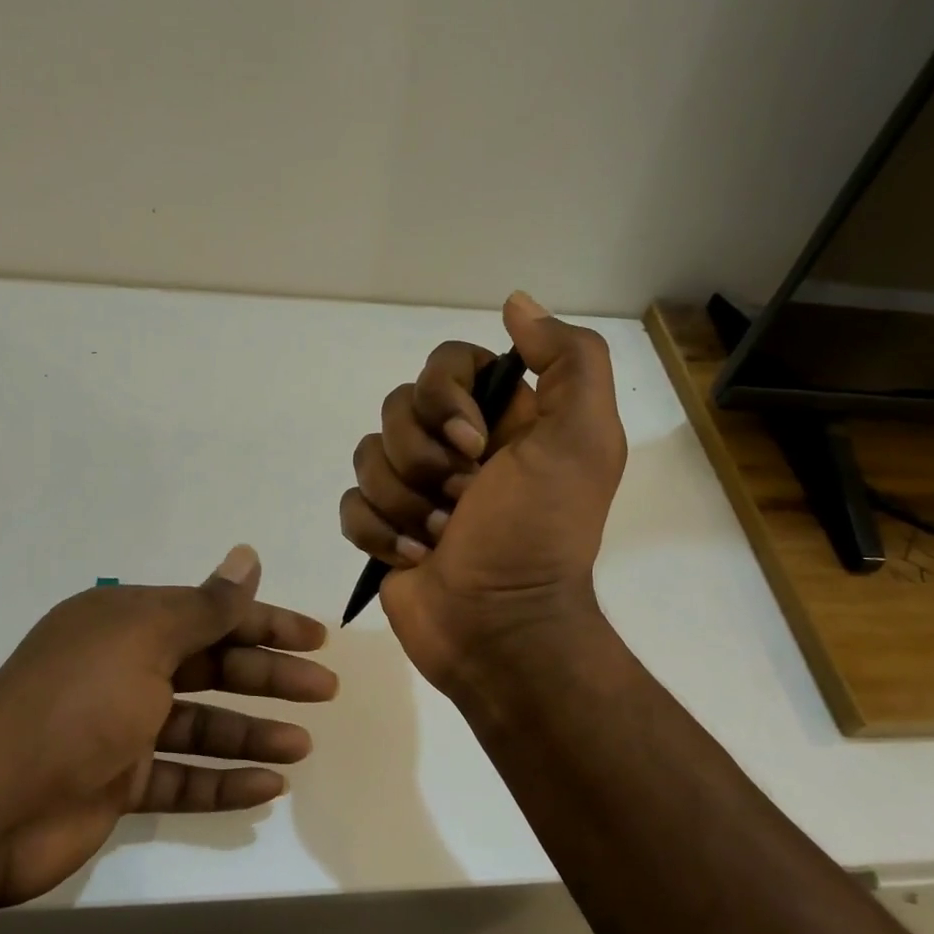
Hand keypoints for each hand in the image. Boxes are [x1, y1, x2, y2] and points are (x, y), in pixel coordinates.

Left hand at [0, 546, 335, 904]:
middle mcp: (125, 668)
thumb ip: (206, 605)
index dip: (266, 622)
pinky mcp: (118, 782)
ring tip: (303, 746)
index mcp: (126, 623)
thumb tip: (248, 555)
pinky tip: (268, 787)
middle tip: (325, 689)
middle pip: (213, 666)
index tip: (315, 637)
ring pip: (203, 725)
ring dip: (252, 733)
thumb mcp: (146, 640)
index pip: (211, 613)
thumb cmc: (77, 704)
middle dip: (269, 677)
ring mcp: (121, 728)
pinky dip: (223, 782)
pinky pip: (183, 777)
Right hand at [339, 291, 625, 691]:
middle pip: (397, 408)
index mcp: (501, 419)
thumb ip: (569, 361)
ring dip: (404, 502)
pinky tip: (413, 558)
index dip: (444, 397)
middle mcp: (456, 446)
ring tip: (442, 536)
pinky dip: (379, 532)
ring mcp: (416, 489)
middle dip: (424, 460)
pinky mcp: (385, 529)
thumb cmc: (538, 534)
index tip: (474, 444)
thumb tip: (516, 304)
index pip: (445, 363)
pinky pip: (351, 504)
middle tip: (463, 500)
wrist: (502, 629)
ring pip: (369, 455)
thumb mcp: (582, 441)